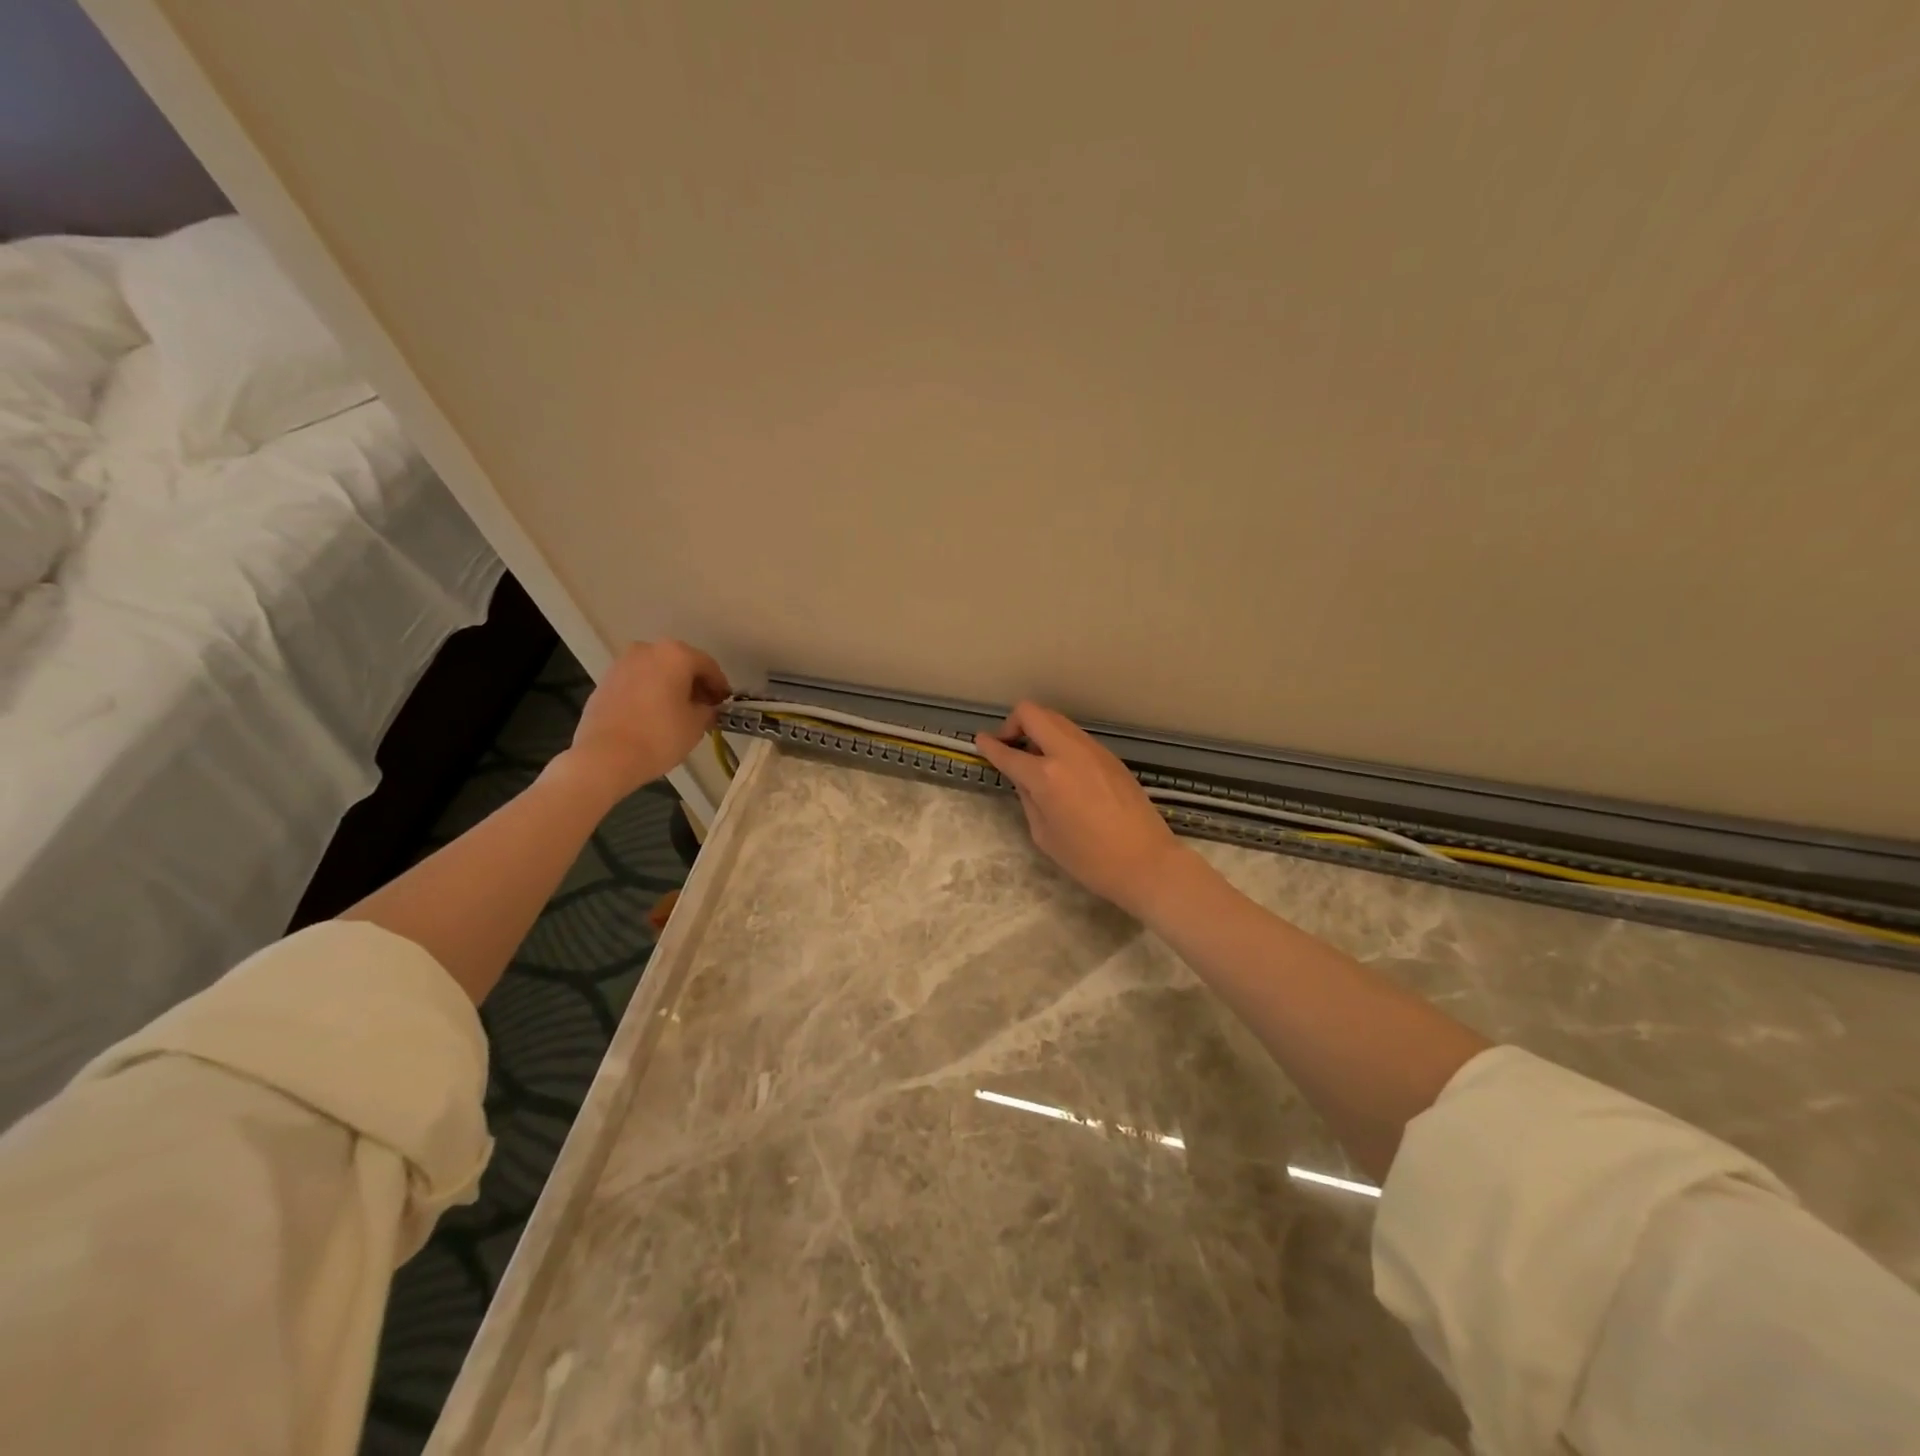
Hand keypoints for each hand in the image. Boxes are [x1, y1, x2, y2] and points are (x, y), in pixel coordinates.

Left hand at [562, 639, 730, 801]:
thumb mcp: (697, 725)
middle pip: (680, 664)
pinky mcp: (605, 682)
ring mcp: (622, 664)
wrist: (605, 757)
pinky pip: (637, 682)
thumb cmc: (659, 736)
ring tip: (678, 712)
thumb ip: (707, 710)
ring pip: (656, 671)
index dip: (720, 686)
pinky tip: (654, 715)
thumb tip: (705, 707)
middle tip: (704, 706)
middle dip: (694, 683)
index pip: (708, 666)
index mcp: (676, 655)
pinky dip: (649, 693)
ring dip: (670, 687)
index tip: (724, 703)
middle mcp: (647, 650)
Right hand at [973, 702, 1186, 916]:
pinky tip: (1062, 771)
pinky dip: (1060, 742)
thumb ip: (1028, 799)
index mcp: (1047, 776)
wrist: (1146, 862)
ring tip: (1036, 760)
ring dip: (1039, 731)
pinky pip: (1075, 736)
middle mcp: (1068, 752)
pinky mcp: (1110, 756)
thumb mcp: (1044, 835)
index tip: (980, 742)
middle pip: (1033, 713)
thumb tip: (1024, 780)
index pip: (1008, 752)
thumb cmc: (1089, 859)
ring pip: (1056, 720)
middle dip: (1014, 724)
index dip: (989, 746)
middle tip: (1011, 748)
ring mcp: (1093, 750)